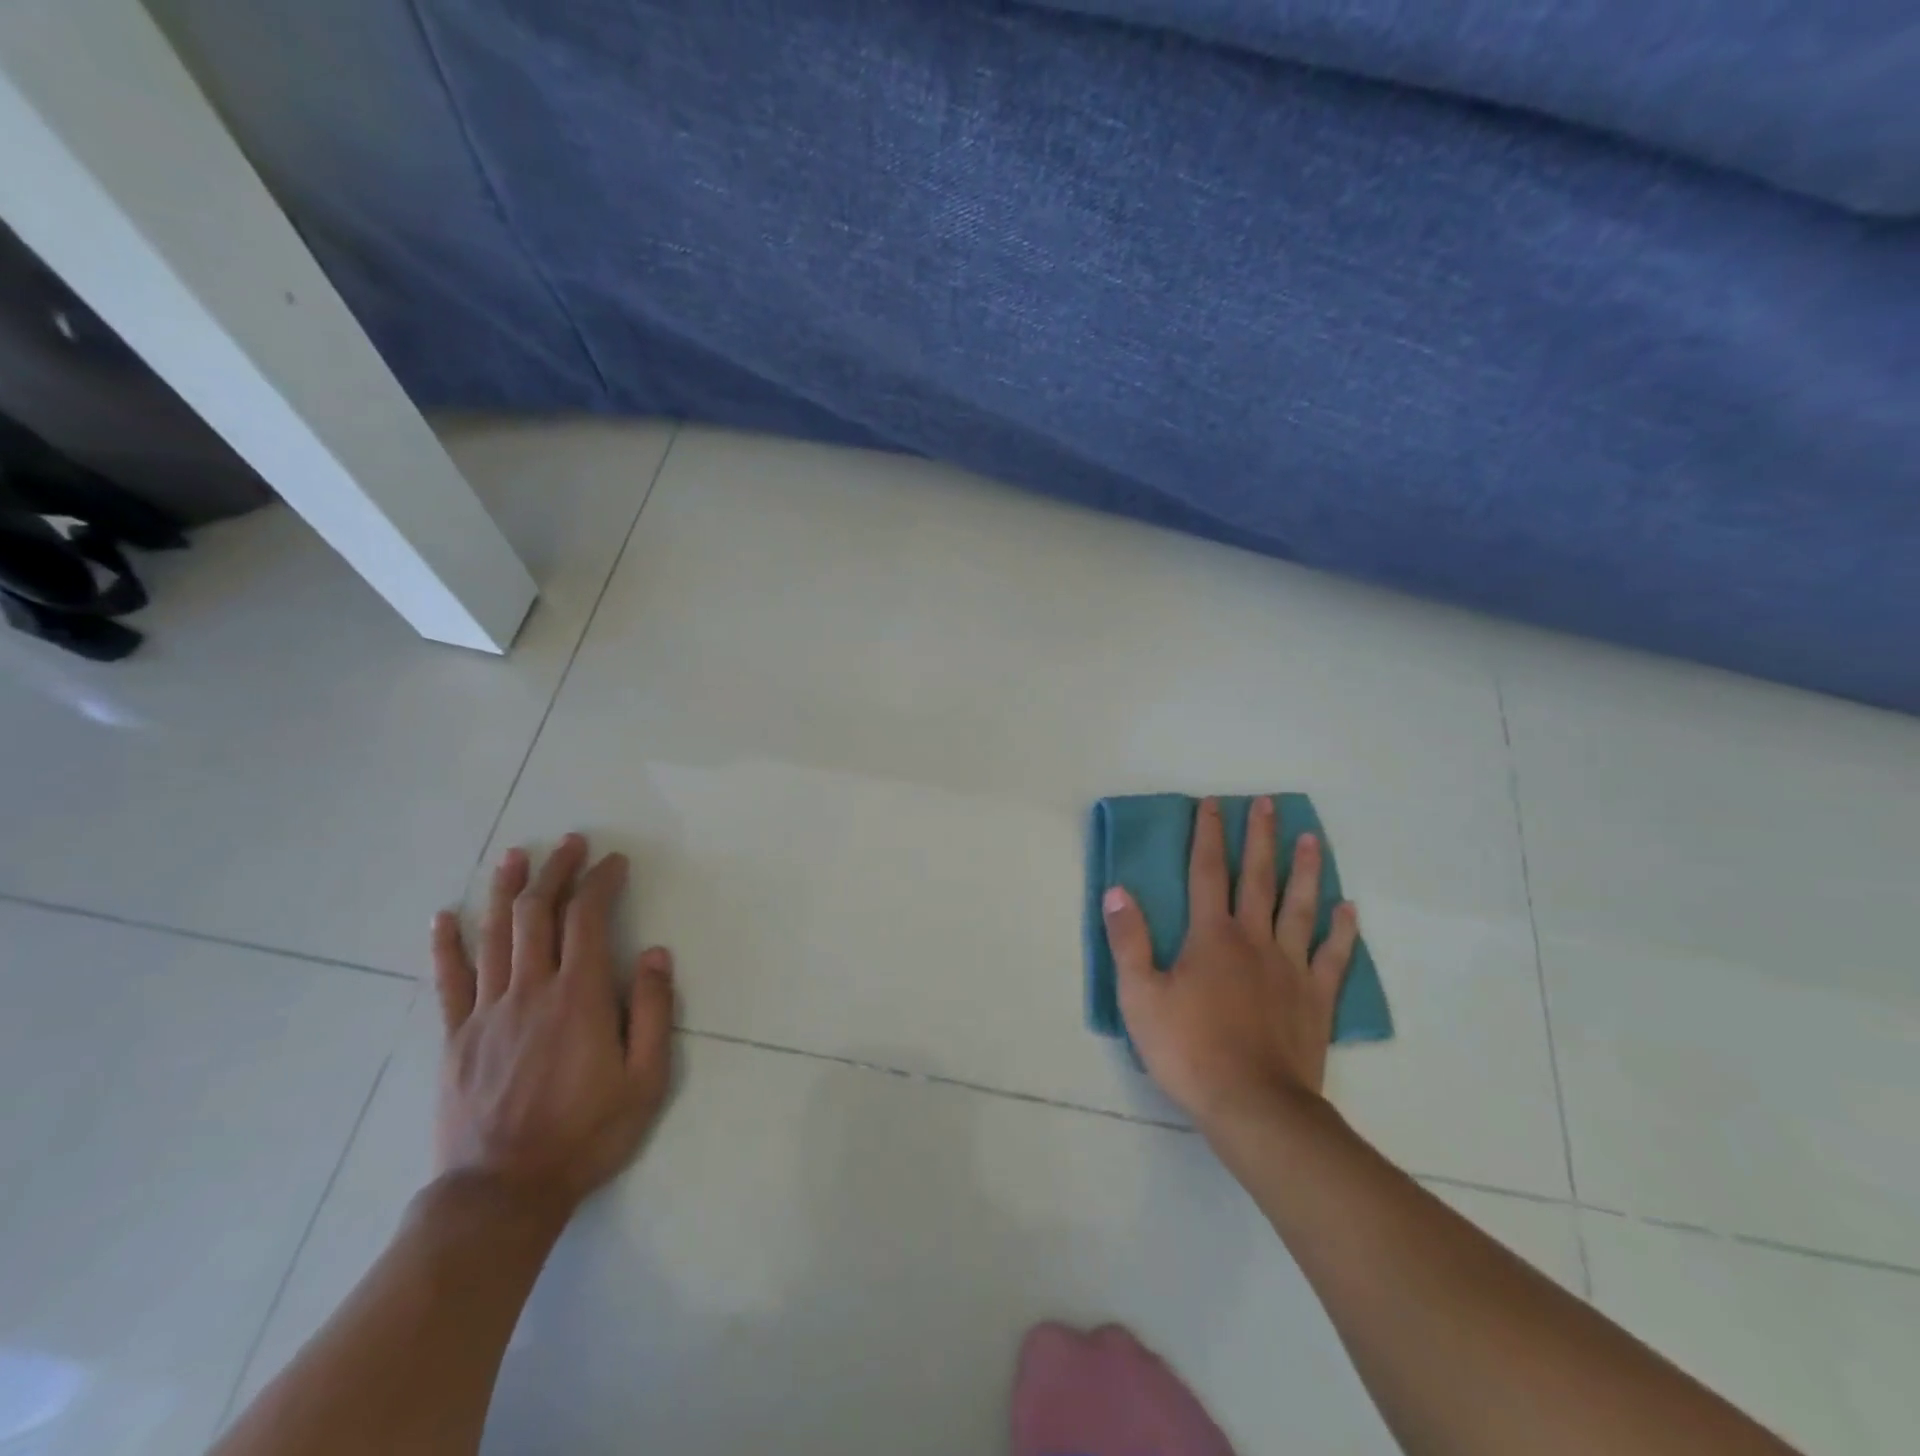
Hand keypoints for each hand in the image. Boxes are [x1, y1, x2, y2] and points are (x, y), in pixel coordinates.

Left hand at [429, 834, 675, 1217]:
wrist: (502, 1194)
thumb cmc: (585, 1135)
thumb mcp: (645, 1080)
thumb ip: (653, 1012)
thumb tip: (655, 954)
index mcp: (579, 998)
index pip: (588, 919)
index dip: (600, 882)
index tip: (613, 861)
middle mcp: (530, 991)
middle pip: (538, 913)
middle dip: (555, 871)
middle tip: (569, 843)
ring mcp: (486, 1012)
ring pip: (495, 935)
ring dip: (506, 890)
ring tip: (515, 855)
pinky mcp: (456, 1037)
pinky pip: (449, 981)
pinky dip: (446, 944)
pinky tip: (444, 917)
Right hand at [1101, 796, 1357, 1130]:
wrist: (1254, 1106)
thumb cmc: (1188, 1050)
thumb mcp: (1140, 996)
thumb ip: (1128, 941)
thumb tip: (1117, 890)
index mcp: (1211, 936)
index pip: (1208, 872)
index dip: (1208, 835)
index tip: (1213, 803)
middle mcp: (1254, 940)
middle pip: (1258, 878)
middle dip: (1261, 837)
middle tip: (1268, 804)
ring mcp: (1290, 968)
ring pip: (1300, 908)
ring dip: (1306, 871)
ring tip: (1312, 839)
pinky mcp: (1316, 999)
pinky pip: (1333, 957)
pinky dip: (1341, 931)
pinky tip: (1348, 909)